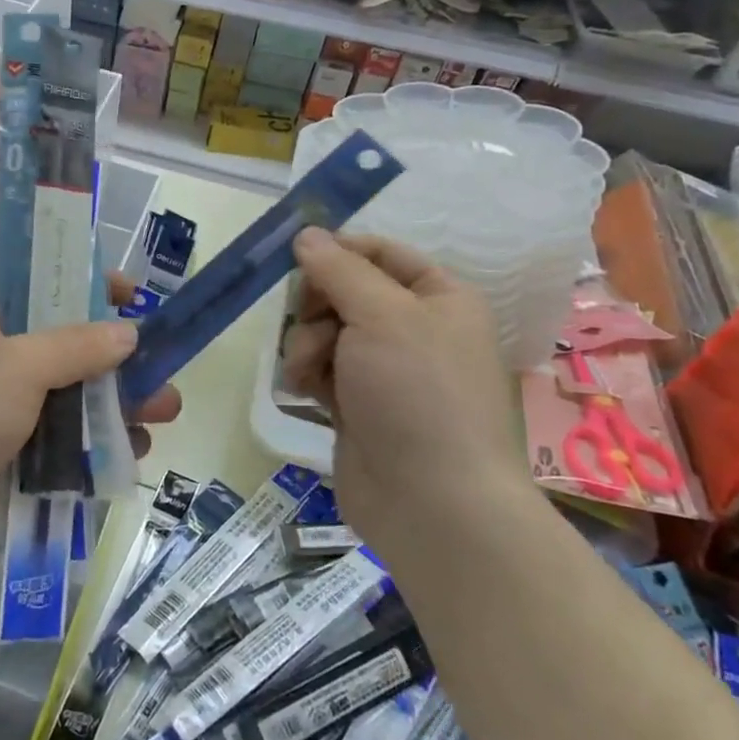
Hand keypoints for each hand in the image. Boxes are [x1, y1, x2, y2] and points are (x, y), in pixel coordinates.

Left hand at [0, 278, 182, 570]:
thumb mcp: (17, 364)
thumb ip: (78, 346)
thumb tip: (130, 333)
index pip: (45, 284)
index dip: (91, 286)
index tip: (135, 297)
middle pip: (71, 345)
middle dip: (119, 359)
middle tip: (164, 366)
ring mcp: (7, 407)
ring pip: (74, 397)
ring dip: (118, 404)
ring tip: (163, 413)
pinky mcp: (14, 454)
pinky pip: (66, 442)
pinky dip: (97, 444)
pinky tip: (133, 450)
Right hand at [281, 229, 520, 545]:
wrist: (433, 504)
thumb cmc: (418, 393)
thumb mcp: (382, 315)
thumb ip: (339, 270)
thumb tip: (307, 234)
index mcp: (440, 298)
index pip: (380, 253)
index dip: (338, 251)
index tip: (298, 257)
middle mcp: (415, 330)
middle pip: (345, 291)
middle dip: (317, 304)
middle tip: (307, 319)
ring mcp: (385, 371)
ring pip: (325, 331)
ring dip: (307, 343)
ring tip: (309, 370)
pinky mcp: (358, 406)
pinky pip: (321, 369)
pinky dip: (308, 374)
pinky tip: (305, 390)